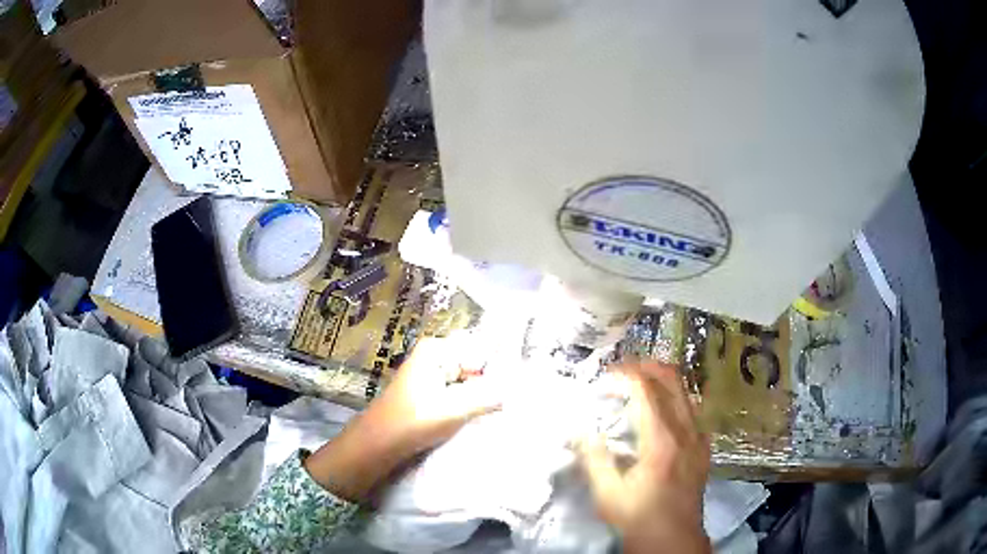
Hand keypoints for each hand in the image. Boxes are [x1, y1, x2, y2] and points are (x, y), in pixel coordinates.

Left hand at [304, 336, 500, 501]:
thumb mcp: (453, 410)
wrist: (379, 442)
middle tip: (516, 396)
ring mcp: (433, 372)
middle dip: (494, 379)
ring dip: (485, 391)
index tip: (522, 380)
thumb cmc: (412, 422)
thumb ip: (487, 397)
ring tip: (505, 405)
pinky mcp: (433, 389)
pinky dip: (473, 399)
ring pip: (471, 377)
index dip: (502, 365)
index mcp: (438, 350)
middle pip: (477, 362)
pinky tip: (486, 411)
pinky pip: (461, 388)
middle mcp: (436, 354)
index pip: (482, 348)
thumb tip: (516, 389)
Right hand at [578, 362, 710, 553]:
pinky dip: (675, 397)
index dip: (625, 374)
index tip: (604, 376)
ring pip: (685, 390)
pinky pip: (693, 408)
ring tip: (637, 383)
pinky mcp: (703, 446)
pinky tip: (660, 410)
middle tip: (621, 370)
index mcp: (661, 440)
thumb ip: (594, 458)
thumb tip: (580, 429)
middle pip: (672, 380)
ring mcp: (698, 437)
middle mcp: (685, 431)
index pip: (646, 390)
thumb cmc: (638, 517)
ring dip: (661, 380)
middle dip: (646, 366)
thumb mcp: (607, 494)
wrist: (673, 538)